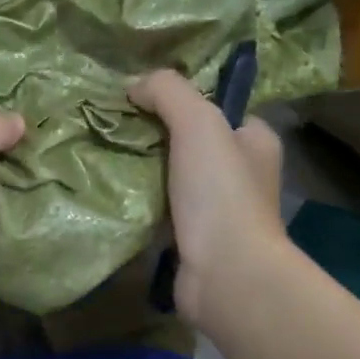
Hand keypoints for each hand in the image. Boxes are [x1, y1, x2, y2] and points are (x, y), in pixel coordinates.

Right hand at [129, 69, 286, 327]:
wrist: (225, 274)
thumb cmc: (220, 192)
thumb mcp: (197, 122)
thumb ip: (167, 91)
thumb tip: (133, 84)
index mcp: (255, 141)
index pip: (218, 107)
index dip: (182, 98)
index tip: (140, 97)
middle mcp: (242, 173)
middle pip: (191, 141)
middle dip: (154, 134)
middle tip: (113, 126)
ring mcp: (218, 210)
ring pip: (173, 176)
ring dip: (143, 170)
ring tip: (104, 154)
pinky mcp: (194, 239)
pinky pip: (161, 209)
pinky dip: (140, 202)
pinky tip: (112, 193)